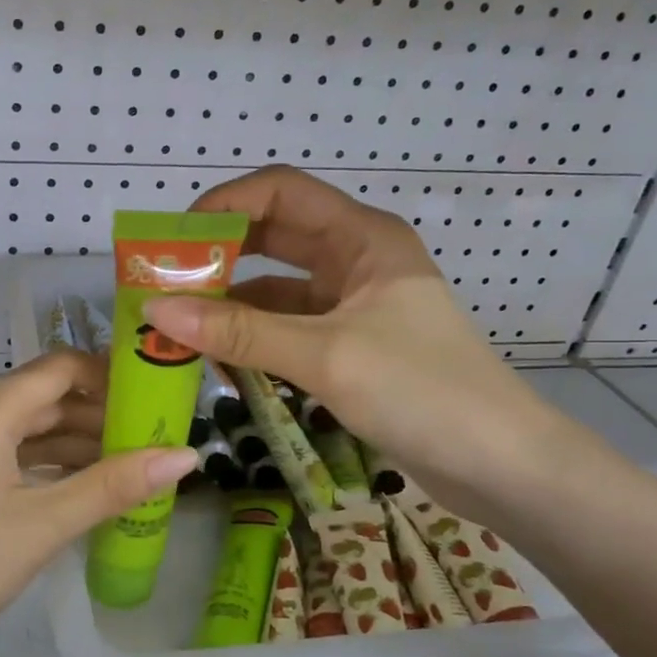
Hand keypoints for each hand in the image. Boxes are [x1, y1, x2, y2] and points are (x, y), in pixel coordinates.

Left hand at [0, 349, 197, 656]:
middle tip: (156, 437)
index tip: (157, 397)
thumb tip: (187, 455)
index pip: (61, 368)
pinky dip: (49, 463)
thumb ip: (113, 486)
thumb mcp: (42, 527)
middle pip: (47, 396)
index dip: (110, 375)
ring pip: (30, 428)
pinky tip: (84, 487)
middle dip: (101, 413)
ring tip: (133, 465)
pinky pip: (11, 454)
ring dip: (78, 441)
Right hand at [143, 166, 563, 517]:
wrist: (499, 465)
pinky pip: (286, 328)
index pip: (280, 192)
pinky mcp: (348, 344)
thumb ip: (240, 333)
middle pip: (272, 237)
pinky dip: (251, 339)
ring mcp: (352, 304)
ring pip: (274, 288)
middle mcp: (355, 259)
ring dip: (229, 303)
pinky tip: (215, 359)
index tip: (172, 240)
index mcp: (362, 237)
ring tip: (175, 326)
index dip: (223, 205)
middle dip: (217, 256)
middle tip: (162, 284)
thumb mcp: (325, 356)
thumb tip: (156, 312)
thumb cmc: (422, 392)